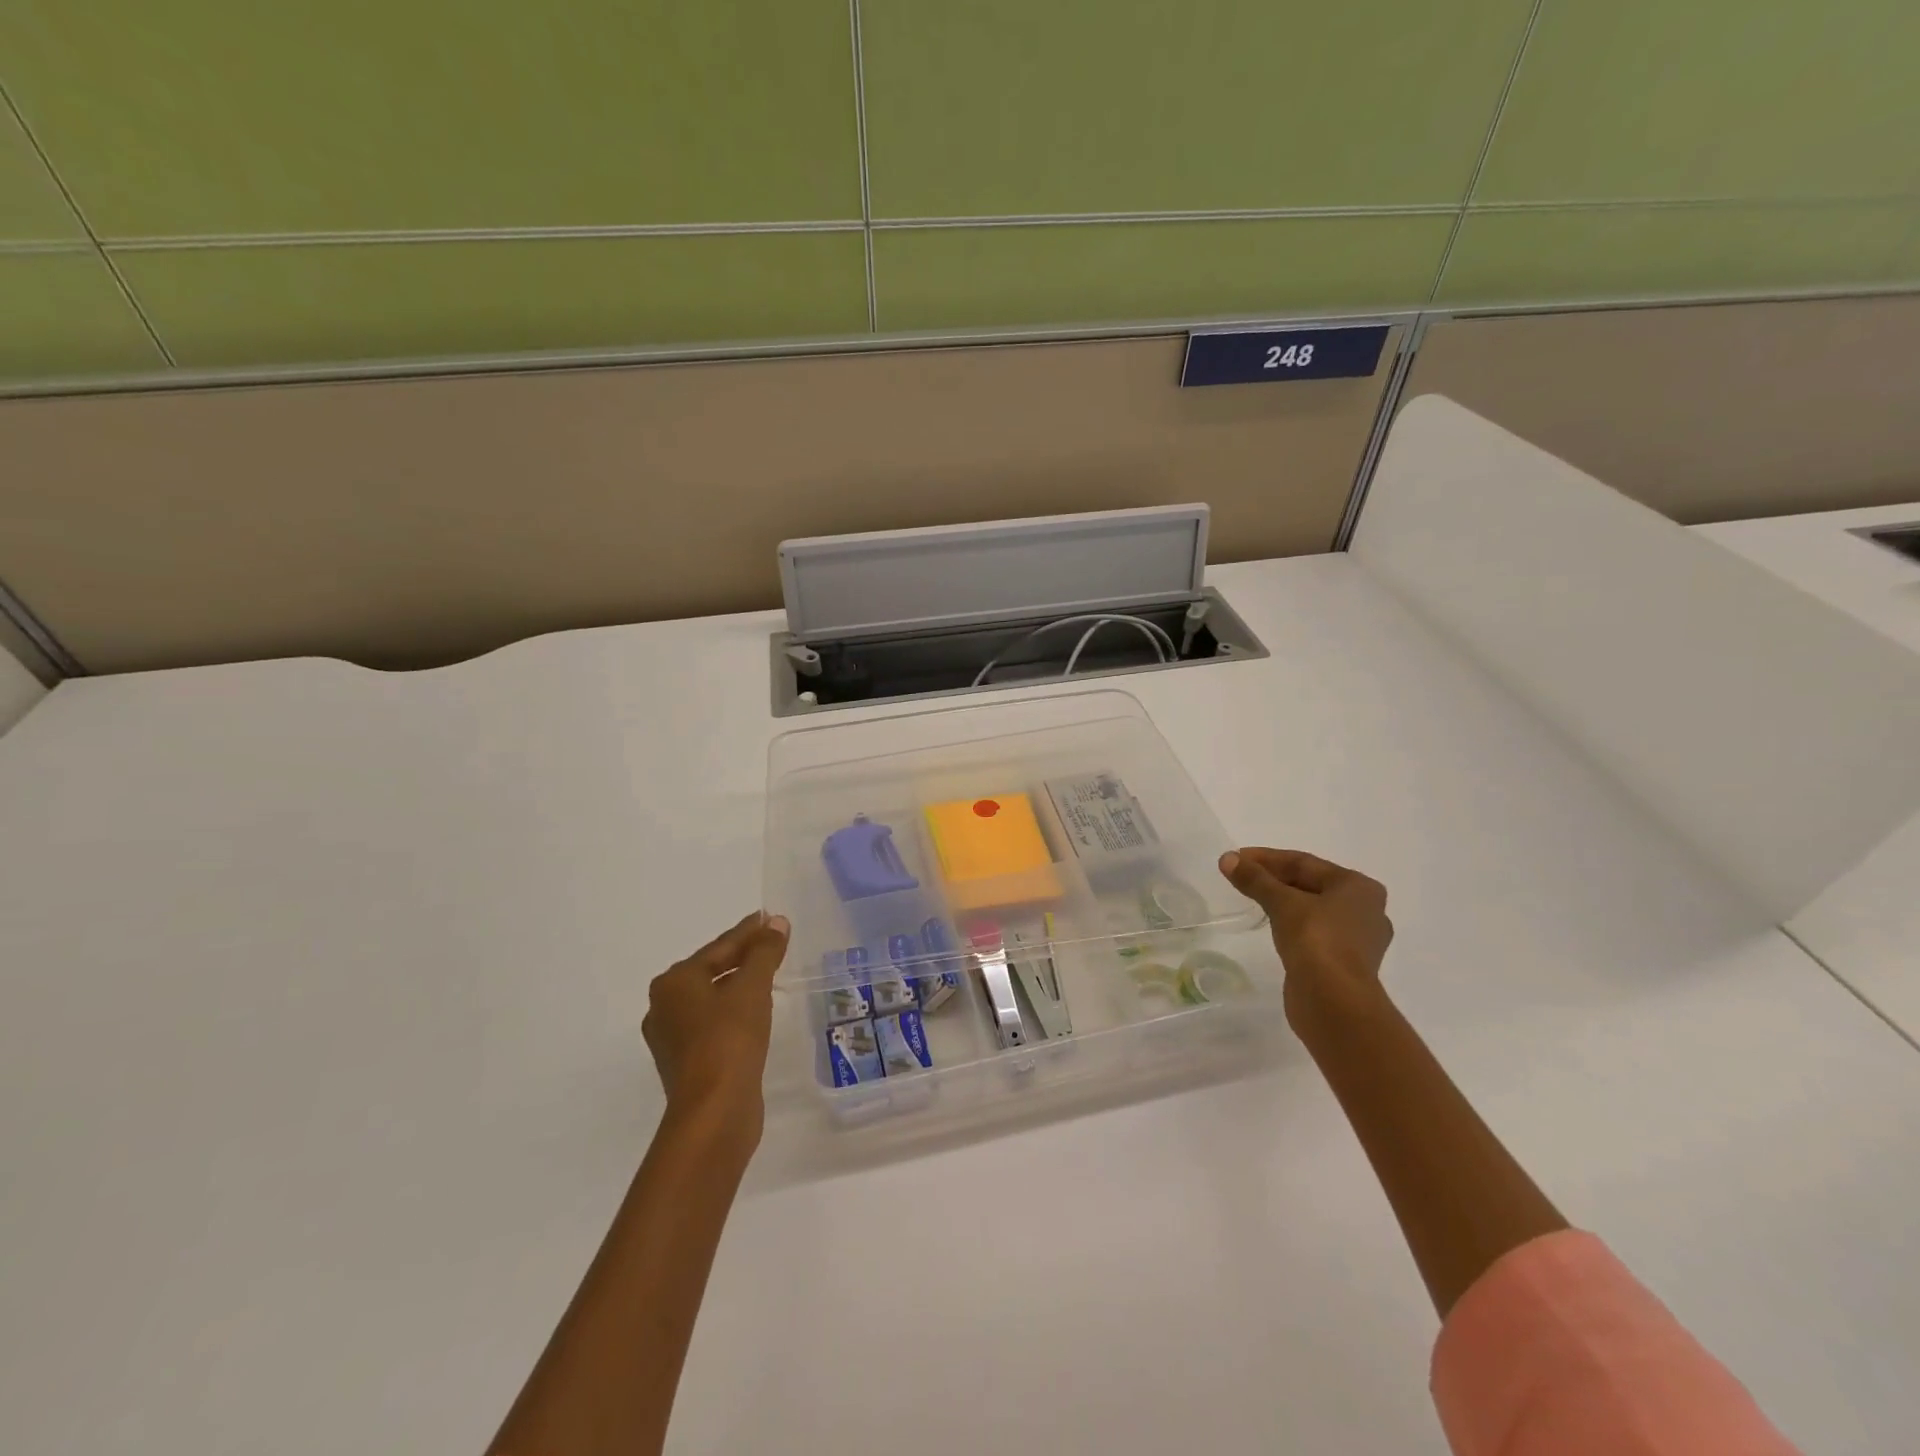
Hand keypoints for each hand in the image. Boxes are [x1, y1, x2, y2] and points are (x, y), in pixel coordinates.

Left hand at [642, 911, 790, 1137]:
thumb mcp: (752, 987)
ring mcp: (673, 1039)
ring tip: (769, 975)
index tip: (770, 918)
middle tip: (773, 944)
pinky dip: (735, 1012)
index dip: (749, 932)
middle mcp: (665, 1007)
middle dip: (743, 957)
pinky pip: (715, 1024)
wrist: (714, 1113)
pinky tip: (757, 1013)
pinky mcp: (688, 1064)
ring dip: (739, 986)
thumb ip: (764, 951)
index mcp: (674, 983)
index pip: (719, 947)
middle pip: (712, 970)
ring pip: (713, 999)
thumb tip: (777, 922)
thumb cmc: (729, 1039)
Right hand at [1219, 848, 1393, 1033]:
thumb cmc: (1316, 941)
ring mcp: (1357, 939)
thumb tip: (1227, 859)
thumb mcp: (1282, 903)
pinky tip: (1271, 924)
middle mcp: (1366, 909)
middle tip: (1239, 876)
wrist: (1335, 1003)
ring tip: (1251, 897)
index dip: (1266, 858)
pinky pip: (1314, 932)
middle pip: (1310, 884)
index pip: (1304, 862)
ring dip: (1281, 900)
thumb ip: (1255, 879)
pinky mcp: (1344, 963)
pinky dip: (1291, 923)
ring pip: (1312, 908)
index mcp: (1359, 887)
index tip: (1235, 858)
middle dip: (1273, 878)